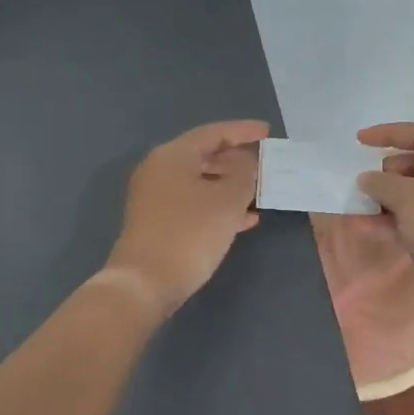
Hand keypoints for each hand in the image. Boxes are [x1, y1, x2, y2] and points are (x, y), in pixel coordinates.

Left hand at [105, 120, 267, 315]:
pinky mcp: (157, 222)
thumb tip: (246, 162)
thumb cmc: (190, 233)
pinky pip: (194, 203)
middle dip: (238, 160)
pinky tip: (245, 219)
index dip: (243, 131)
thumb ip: (244, 173)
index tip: (268, 132)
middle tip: (266, 164)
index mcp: (173, 155)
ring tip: (261, 191)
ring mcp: (155, 197)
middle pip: (205, 155)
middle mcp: (160, 170)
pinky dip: (218, 205)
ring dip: (230, 185)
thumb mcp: (228, 200)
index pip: (213, 133)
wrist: (145, 283)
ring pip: (200, 181)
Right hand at [355, 123, 413, 277]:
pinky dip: (397, 219)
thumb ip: (382, 182)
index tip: (360, 141)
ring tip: (361, 207)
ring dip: (388, 199)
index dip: (388, 133)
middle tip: (368, 183)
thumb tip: (367, 178)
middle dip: (388, 172)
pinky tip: (369, 228)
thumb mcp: (407, 198)